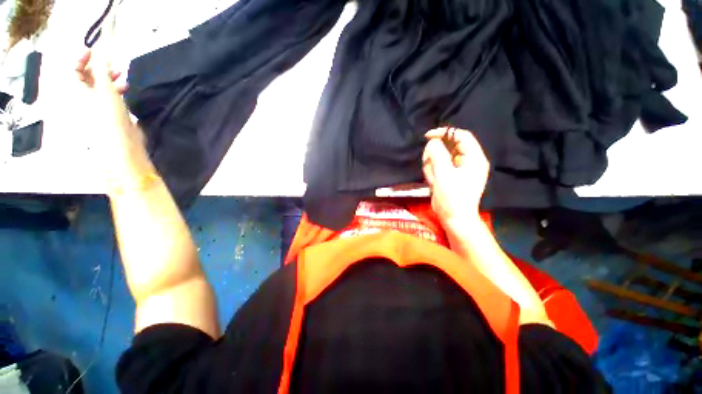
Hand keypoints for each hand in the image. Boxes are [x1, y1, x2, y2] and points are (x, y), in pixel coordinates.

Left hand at [75, 49, 152, 191]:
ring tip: (122, 76)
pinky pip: (106, 95)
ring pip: (97, 86)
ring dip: (109, 78)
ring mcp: (93, 106)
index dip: (81, 57)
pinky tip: (124, 88)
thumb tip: (101, 55)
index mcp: (73, 91)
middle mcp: (80, 97)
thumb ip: (102, 71)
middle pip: (84, 76)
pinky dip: (114, 89)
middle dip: (98, 68)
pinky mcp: (106, 113)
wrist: (121, 145)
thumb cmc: (109, 118)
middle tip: (113, 64)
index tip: (95, 50)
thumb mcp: (105, 91)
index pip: (71, 68)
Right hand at [422, 127, 488, 225]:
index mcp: (474, 158)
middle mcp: (469, 161)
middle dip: (436, 153)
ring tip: (431, 177)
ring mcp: (460, 169)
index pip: (461, 136)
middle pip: (450, 146)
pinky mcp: (452, 176)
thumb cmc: (452, 197)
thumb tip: (433, 142)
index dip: (445, 133)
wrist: (454, 218)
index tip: (428, 137)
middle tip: (428, 163)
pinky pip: (440, 166)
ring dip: (433, 164)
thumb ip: (438, 154)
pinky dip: (433, 171)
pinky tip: (432, 181)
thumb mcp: (443, 174)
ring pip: (442, 156)